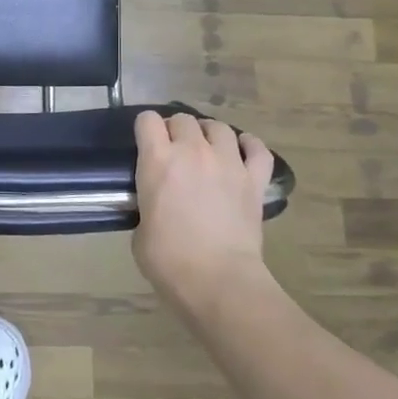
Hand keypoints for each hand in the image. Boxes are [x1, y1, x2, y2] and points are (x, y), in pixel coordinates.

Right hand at [132, 111, 278, 309]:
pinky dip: (249, 146)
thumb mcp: (140, 227)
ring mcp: (228, 163)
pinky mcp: (254, 180)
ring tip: (207, 149)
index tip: (145, 144)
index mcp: (157, 160)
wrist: (217, 279)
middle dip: (176, 130)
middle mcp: (193, 151)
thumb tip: (156, 205)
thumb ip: (147, 204)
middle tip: (174, 151)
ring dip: (209, 134)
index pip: (147, 120)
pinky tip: (242, 151)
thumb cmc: (168, 259)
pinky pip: (257, 149)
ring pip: (219, 127)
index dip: (145, 129)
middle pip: (183, 119)